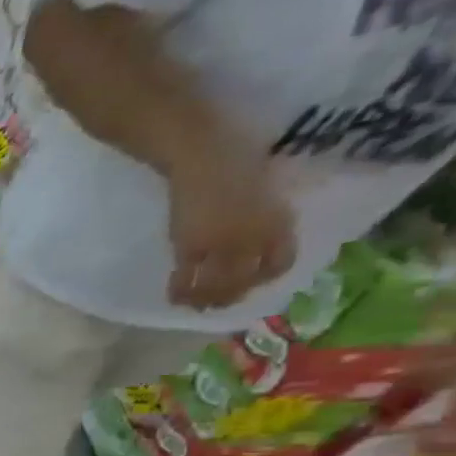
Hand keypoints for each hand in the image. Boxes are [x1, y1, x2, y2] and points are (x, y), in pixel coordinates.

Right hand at [164, 142, 296, 309]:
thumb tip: (253, 237)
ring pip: (217, 285)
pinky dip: (181, 291)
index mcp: (277, 219)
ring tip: (198, 305)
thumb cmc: (236, 156)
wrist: (201, 150)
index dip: (266, 277)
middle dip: (233, 295)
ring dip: (208, 299)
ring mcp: (222, 243)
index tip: (254, 282)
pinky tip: (175, 297)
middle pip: (245, 280)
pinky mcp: (190, 245)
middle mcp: (254, 236)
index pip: (280, 261)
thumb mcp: (263, 185)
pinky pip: (186, 278)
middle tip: (220, 303)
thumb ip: (262, 212)